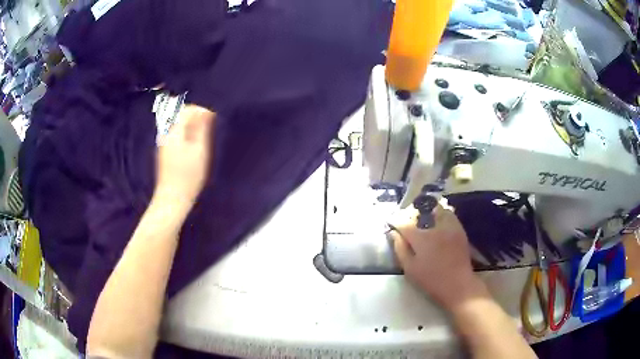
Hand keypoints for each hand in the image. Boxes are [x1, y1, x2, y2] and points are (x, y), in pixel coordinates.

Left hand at [155, 105, 214, 208]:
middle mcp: (166, 134)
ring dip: (190, 124)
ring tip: (202, 134)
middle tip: (208, 125)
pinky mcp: (163, 151)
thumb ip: (202, 129)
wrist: (172, 199)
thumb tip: (206, 111)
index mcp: (174, 131)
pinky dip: (184, 132)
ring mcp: (163, 143)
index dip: (201, 110)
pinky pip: (174, 133)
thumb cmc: (189, 176)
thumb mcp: (200, 151)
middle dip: (195, 115)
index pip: (186, 110)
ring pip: (176, 124)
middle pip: (179, 114)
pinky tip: (192, 144)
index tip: (213, 117)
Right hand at [389, 204, 483, 310]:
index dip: (395, 221)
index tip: (391, 223)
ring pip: (436, 209)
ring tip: (422, 219)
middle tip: (406, 222)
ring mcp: (449, 226)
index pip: (404, 223)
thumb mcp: (410, 268)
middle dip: (410, 214)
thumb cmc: (431, 279)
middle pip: (420, 212)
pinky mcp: (459, 229)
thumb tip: (394, 233)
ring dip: (427, 211)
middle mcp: (435, 227)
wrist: (457, 284)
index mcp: (421, 237)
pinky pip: (449, 214)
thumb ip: (400, 248)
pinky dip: (441, 214)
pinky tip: (437, 223)